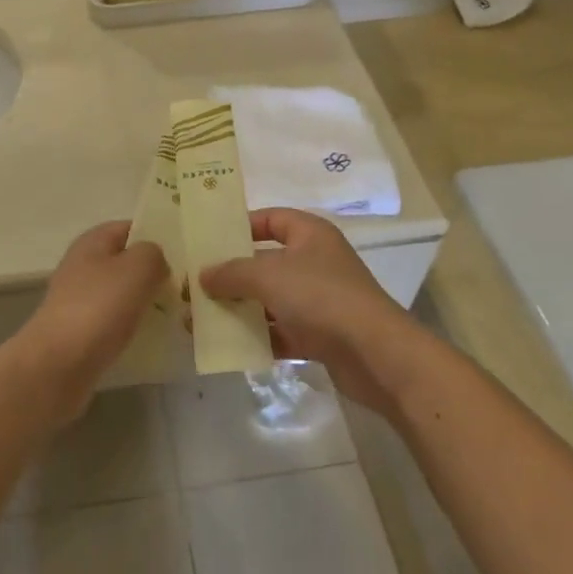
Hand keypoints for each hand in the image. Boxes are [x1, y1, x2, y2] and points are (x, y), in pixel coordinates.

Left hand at [16, 222, 166, 420]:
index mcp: (93, 241)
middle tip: (186, 288)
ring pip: (122, 293)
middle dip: (154, 273)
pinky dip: (132, 327)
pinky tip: (152, 338)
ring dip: (145, 302)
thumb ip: (154, 254)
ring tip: (176, 315)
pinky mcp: (79, 331)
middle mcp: (83, 265)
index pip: (131, 227)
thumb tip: (156, 262)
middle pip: (126, 262)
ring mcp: (79, 299)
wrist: (57, 366)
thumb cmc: (99, 308)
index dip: (157, 236)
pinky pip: (114, 321)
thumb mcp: (138, 267)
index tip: (185, 255)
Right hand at [201, 210, 419, 414]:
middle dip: (232, 274)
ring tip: (201, 320)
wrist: (376, 354)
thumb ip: (232, 273)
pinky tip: (228, 346)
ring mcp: (319, 300)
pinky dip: (259, 337)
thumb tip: (202, 275)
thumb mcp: (268, 276)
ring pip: (271, 300)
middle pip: (266, 262)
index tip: (210, 239)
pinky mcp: (321, 336)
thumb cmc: (321, 296)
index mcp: (310, 234)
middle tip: (196, 285)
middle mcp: (316, 262)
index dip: (242, 225)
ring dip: (240, 309)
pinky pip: (282, 332)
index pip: (272, 219)